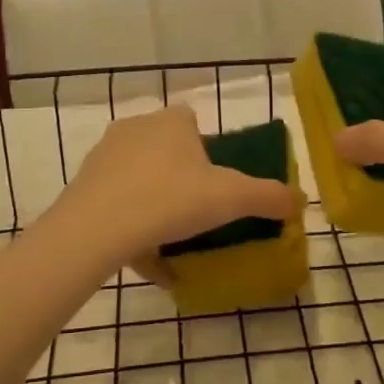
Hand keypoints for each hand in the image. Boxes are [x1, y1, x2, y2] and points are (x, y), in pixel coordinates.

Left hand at [57, 105, 297, 264]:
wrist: (96, 229)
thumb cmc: (170, 199)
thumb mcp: (231, 199)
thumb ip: (268, 197)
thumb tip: (300, 200)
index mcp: (171, 122)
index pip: (193, 122)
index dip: (207, 150)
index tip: (216, 182)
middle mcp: (135, 129)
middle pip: (166, 150)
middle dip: (181, 178)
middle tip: (197, 213)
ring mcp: (104, 157)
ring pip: (139, 179)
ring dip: (155, 205)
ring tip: (172, 242)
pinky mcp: (83, 187)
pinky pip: (117, 205)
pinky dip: (132, 228)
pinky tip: (147, 261)